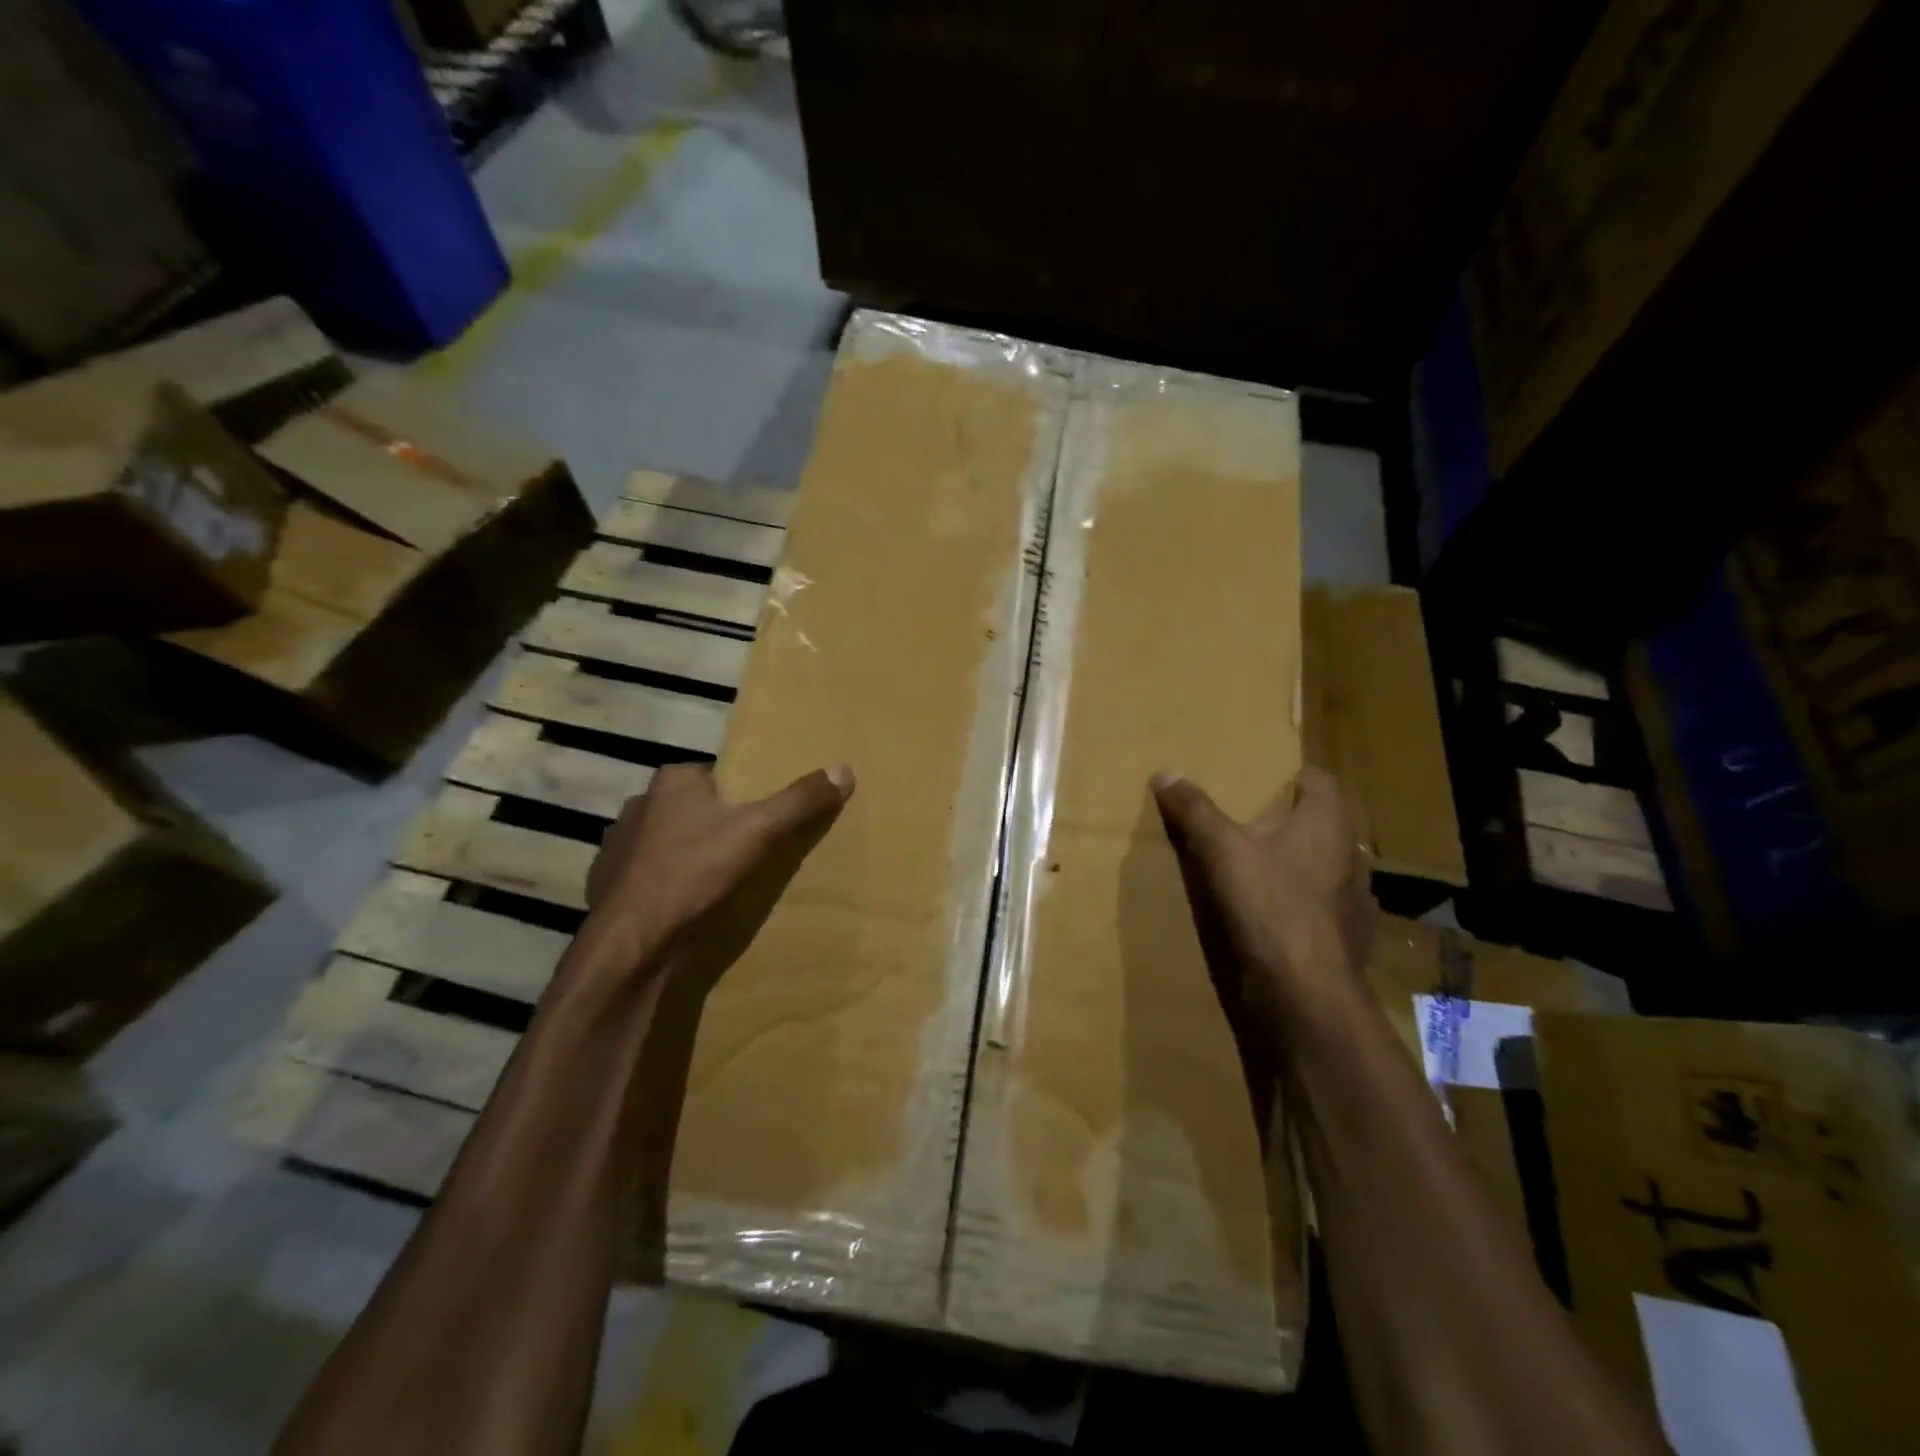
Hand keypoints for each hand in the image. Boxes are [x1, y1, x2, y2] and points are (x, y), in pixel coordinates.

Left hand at [579, 760, 852, 990]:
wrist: (630, 945)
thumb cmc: (693, 873)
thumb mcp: (759, 831)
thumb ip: (800, 801)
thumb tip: (844, 769)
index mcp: (672, 781)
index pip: (718, 775)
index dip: (745, 792)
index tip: (766, 814)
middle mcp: (639, 804)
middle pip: (694, 807)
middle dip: (718, 823)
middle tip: (751, 846)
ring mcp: (617, 846)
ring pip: (669, 841)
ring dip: (691, 853)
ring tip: (721, 877)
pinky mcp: (608, 884)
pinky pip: (649, 874)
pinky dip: (668, 883)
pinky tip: (687, 902)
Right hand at [1152, 765, 1375, 1046]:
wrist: (1305, 992)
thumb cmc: (1269, 905)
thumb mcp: (1220, 850)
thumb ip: (1195, 810)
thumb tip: (1166, 772)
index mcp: (1329, 823)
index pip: (1320, 780)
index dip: (1292, 776)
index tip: (1261, 780)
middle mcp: (1351, 855)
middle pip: (1323, 824)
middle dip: (1290, 820)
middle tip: (1249, 821)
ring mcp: (1356, 900)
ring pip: (1326, 866)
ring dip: (1298, 863)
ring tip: (1259, 867)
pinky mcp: (1350, 938)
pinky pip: (1324, 907)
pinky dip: (1302, 904)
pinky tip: (1273, 913)